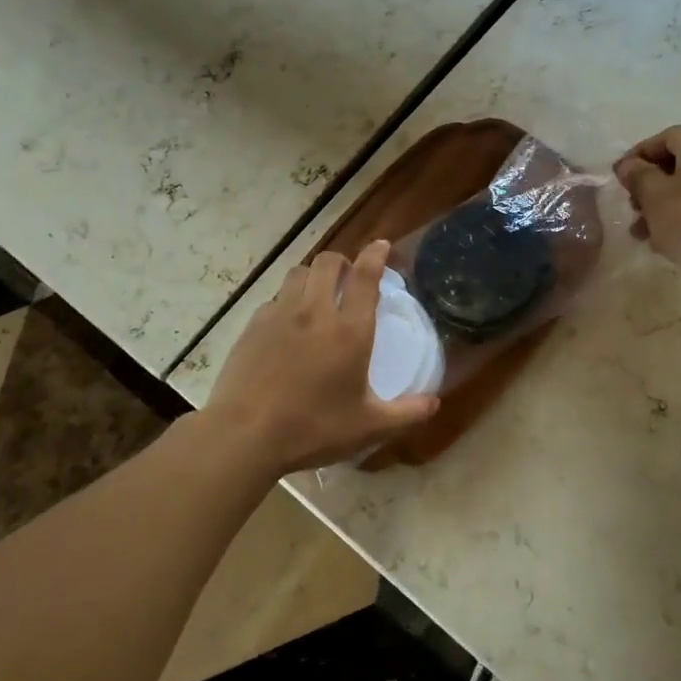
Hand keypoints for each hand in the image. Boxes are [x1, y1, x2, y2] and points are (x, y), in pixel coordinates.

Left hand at [202, 240, 439, 475]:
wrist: (246, 435)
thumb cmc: (314, 429)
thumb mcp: (369, 428)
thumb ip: (406, 413)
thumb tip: (434, 403)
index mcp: (350, 331)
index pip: (366, 276)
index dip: (376, 255)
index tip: (381, 245)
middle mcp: (316, 312)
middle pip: (329, 263)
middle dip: (343, 261)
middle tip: (350, 276)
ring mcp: (280, 315)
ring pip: (298, 273)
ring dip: (313, 275)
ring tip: (318, 292)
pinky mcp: (253, 326)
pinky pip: (275, 297)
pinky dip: (287, 299)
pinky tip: (288, 322)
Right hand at [614, 126, 680, 291]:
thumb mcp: (654, 195)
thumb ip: (637, 176)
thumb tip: (628, 165)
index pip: (665, 137)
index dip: (639, 154)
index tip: (620, 177)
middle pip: (677, 164)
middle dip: (649, 185)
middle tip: (631, 206)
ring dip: (661, 207)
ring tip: (642, 233)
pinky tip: (666, 243)